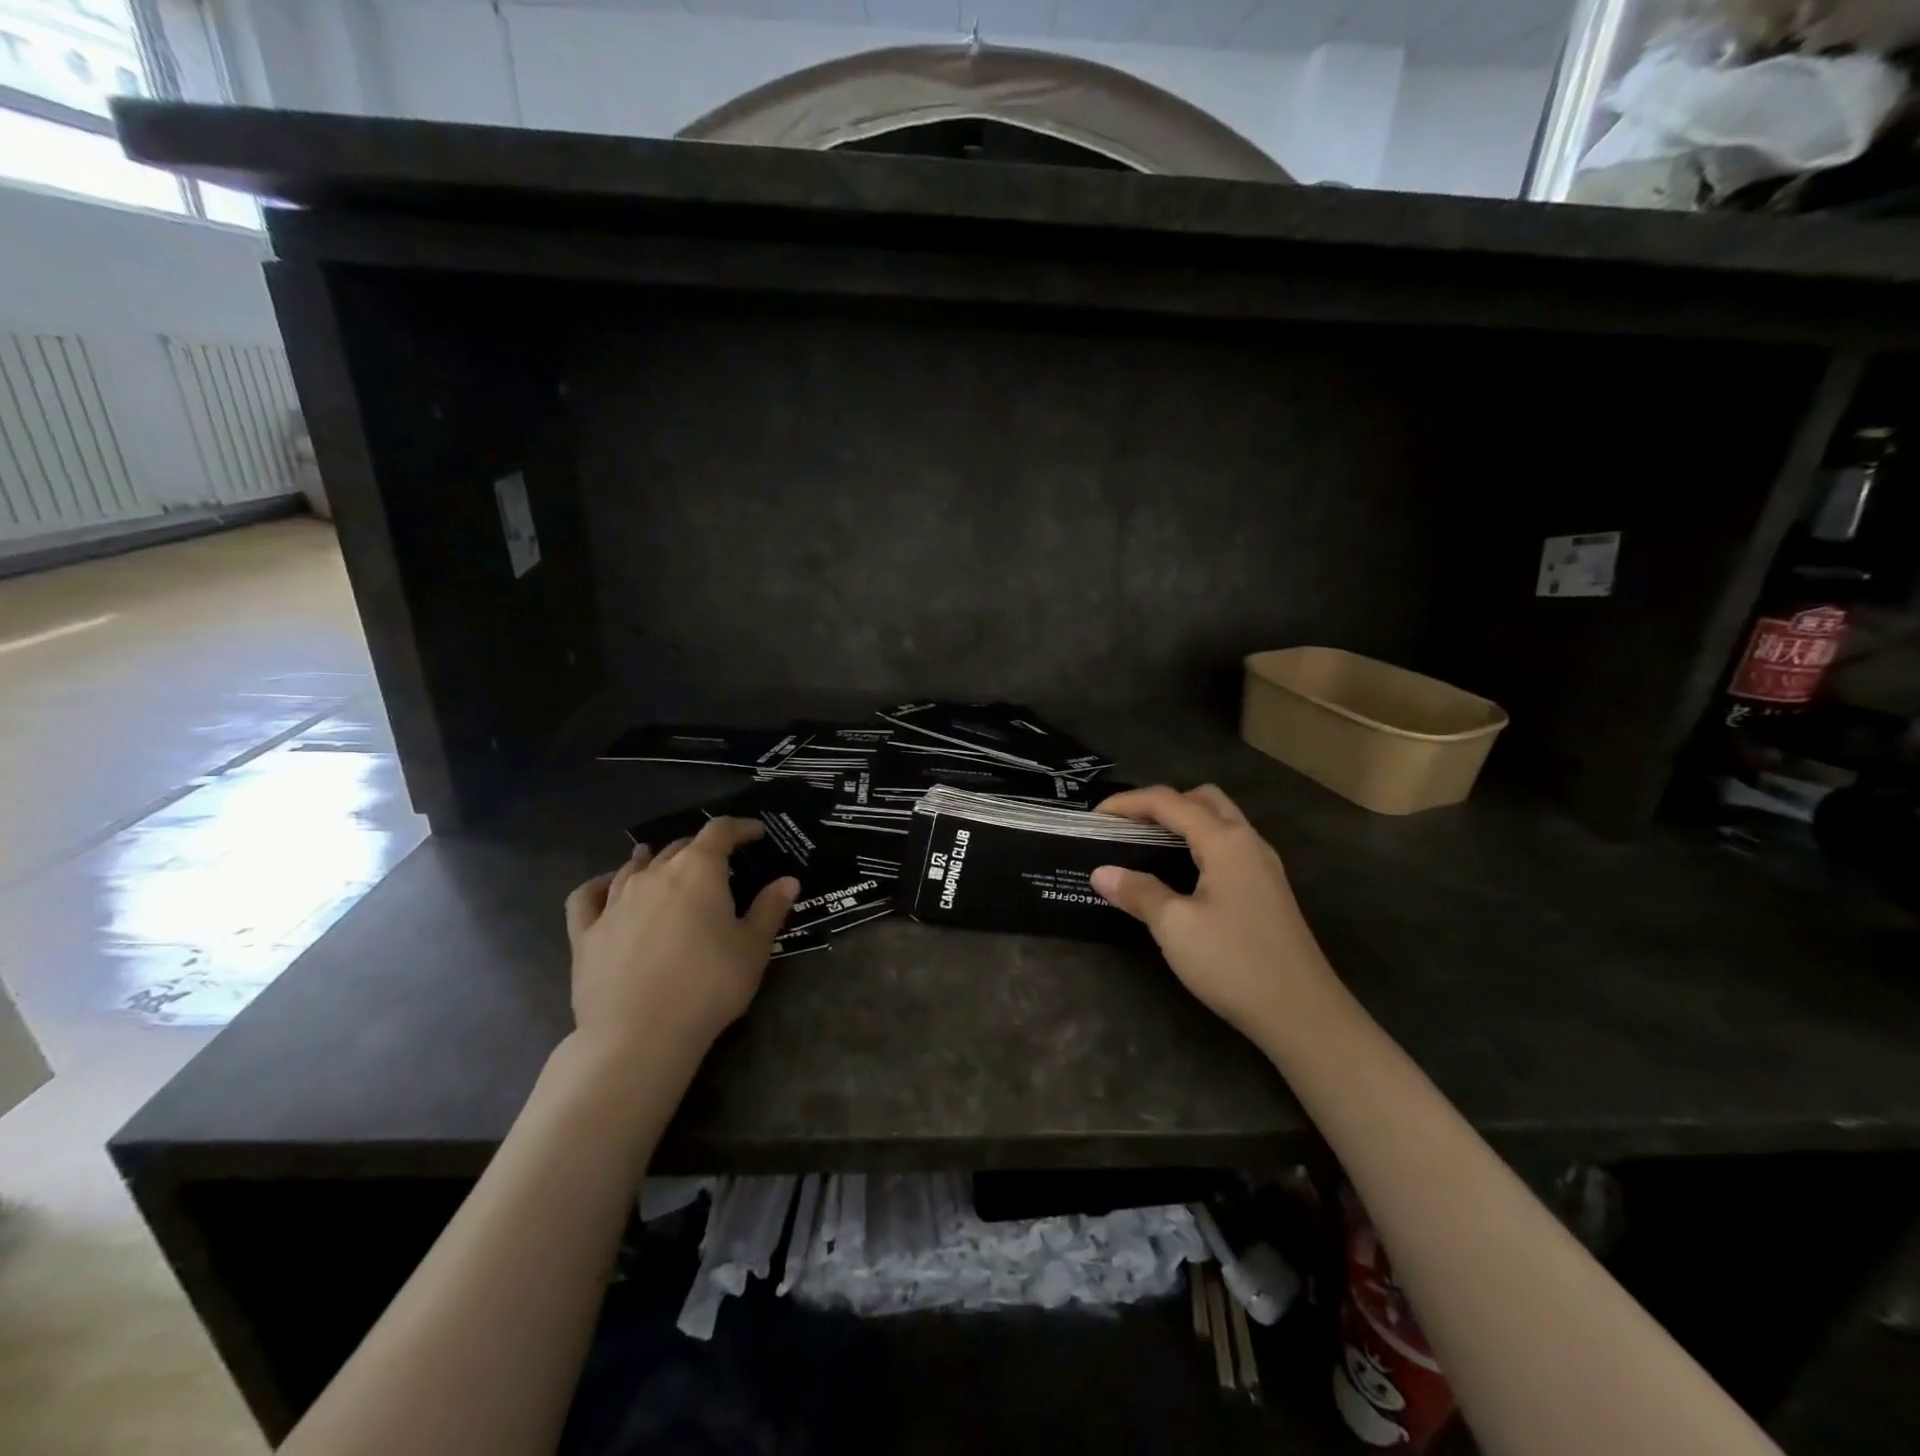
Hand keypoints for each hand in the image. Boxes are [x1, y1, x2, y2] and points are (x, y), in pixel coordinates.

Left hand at [563, 818, 797, 1061]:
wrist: (639, 1035)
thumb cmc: (708, 986)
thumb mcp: (753, 949)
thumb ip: (769, 909)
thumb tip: (788, 881)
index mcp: (698, 870)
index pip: (720, 831)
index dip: (740, 827)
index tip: (756, 833)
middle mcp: (654, 874)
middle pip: (679, 847)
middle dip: (701, 849)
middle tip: (719, 864)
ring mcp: (615, 901)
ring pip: (635, 867)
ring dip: (654, 860)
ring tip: (661, 861)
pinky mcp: (586, 932)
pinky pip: (588, 896)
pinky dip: (600, 885)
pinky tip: (606, 887)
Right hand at [1091, 785, 1334, 1040]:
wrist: (1303, 1014)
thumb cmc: (1234, 962)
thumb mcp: (1175, 927)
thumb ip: (1138, 892)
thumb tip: (1101, 872)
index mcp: (1225, 841)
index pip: (1169, 801)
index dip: (1128, 802)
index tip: (1094, 817)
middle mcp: (1248, 842)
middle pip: (1202, 799)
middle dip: (1161, 803)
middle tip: (1127, 827)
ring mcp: (1263, 866)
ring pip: (1220, 821)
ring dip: (1183, 822)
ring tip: (1147, 846)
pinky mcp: (1267, 889)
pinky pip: (1228, 846)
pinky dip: (1198, 843)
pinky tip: (1181, 874)